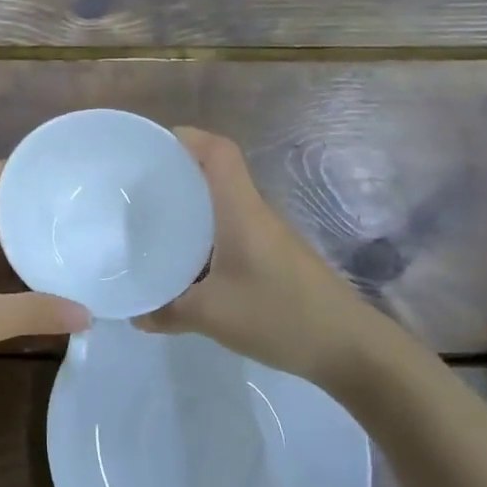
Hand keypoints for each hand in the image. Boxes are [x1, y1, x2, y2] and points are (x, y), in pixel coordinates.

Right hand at [135, 128, 413, 392]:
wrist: (350, 348)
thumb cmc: (279, 314)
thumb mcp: (212, 316)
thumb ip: (168, 311)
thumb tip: (136, 314)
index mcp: (241, 210)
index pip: (219, 152)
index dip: (188, 138)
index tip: (153, 146)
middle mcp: (255, 213)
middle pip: (217, 175)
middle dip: (180, 173)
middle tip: (140, 189)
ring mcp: (269, 236)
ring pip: (225, 206)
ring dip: (193, 207)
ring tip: (154, 223)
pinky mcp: (275, 258)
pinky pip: (233, 231)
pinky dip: (207, 235)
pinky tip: (188, 263)